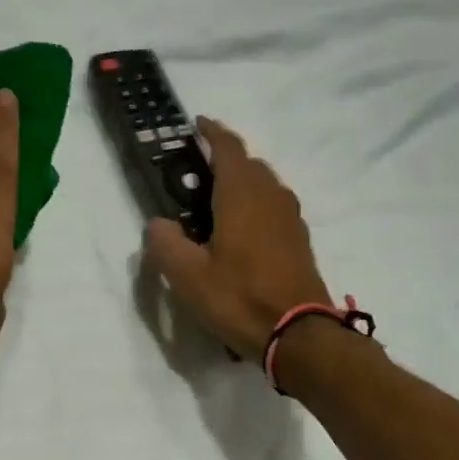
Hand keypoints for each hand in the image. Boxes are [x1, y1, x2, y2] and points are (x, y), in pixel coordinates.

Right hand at [143, 118, 333, 358]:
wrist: (300, 335)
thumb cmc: (239, 298)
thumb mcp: (187, 276)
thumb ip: (165, 244)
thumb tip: (159, 224)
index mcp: (242, 194)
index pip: (228, 147)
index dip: (212, 132)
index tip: (197, 124)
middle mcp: (271, 196)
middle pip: (249, 163)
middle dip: (225, 159)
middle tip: (196, 172)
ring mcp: (291, 217)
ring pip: (265, 185)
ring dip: (242, 182)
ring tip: (216, 202)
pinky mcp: (300, 240)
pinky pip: (274, 207)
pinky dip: (255, 204)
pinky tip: (241, 230)